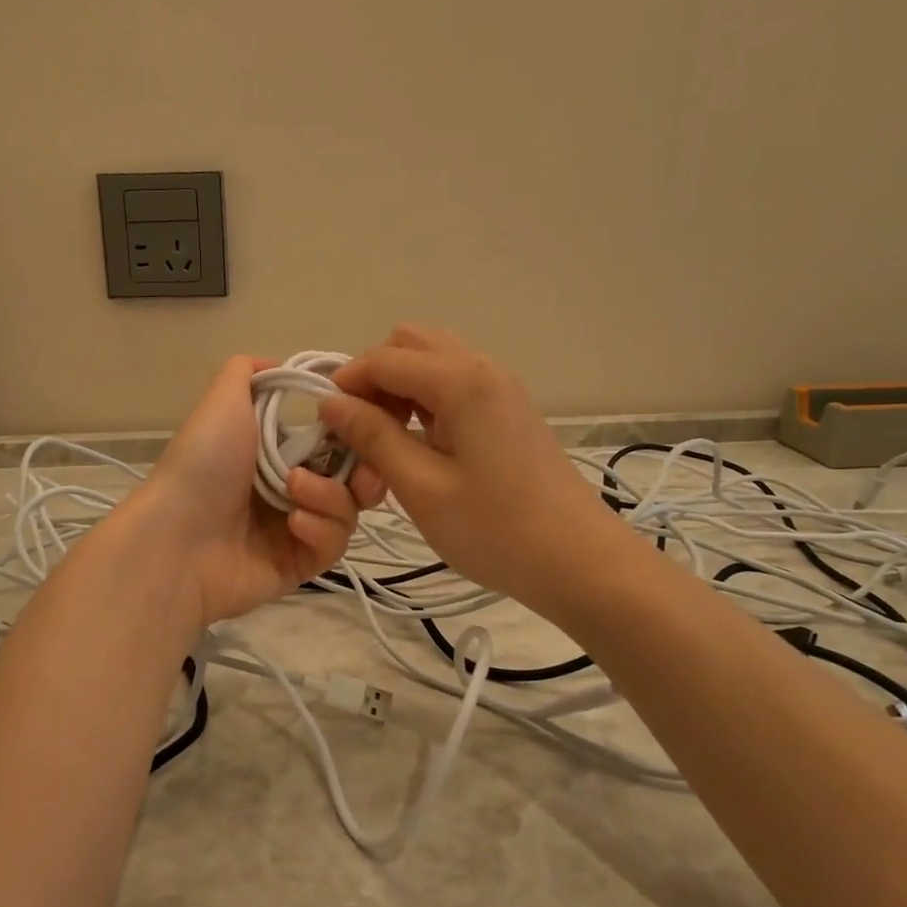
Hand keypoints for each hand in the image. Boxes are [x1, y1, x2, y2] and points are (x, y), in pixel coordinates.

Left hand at [125, 356, 384, 626]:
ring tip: (294, 491)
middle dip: (364, 470)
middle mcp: (291, 487)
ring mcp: (296, 529)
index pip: (336, 440)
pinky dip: (321, 529)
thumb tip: (281, 364)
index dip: (357, 431)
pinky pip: (333, 546)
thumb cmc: (204, 462)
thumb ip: (248, 371)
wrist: (177, 537)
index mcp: (276, 450)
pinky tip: (294, 524)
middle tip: (359, 471)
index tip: (366, 422)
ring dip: (331, 497)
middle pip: (354, 478)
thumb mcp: (222, 400)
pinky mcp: (299, 565)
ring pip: (348, 511)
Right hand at [317, 326, 619, 613]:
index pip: (384, 358)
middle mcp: (483, 368)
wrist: (581, 562)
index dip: (346, 384)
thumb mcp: (421, 487)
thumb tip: (331, 403)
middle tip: (361, 431)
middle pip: (410, 344)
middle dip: (374, 378)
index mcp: (461, 380)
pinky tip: (421, 448)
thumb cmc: (496, 530)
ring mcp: (501, 387)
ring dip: (400, 389)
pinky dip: (425, 402)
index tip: (325, 426)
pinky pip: (455, 385)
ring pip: (433, 362)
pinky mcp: (509, 410)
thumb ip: (372, 437)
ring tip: (388, 443)